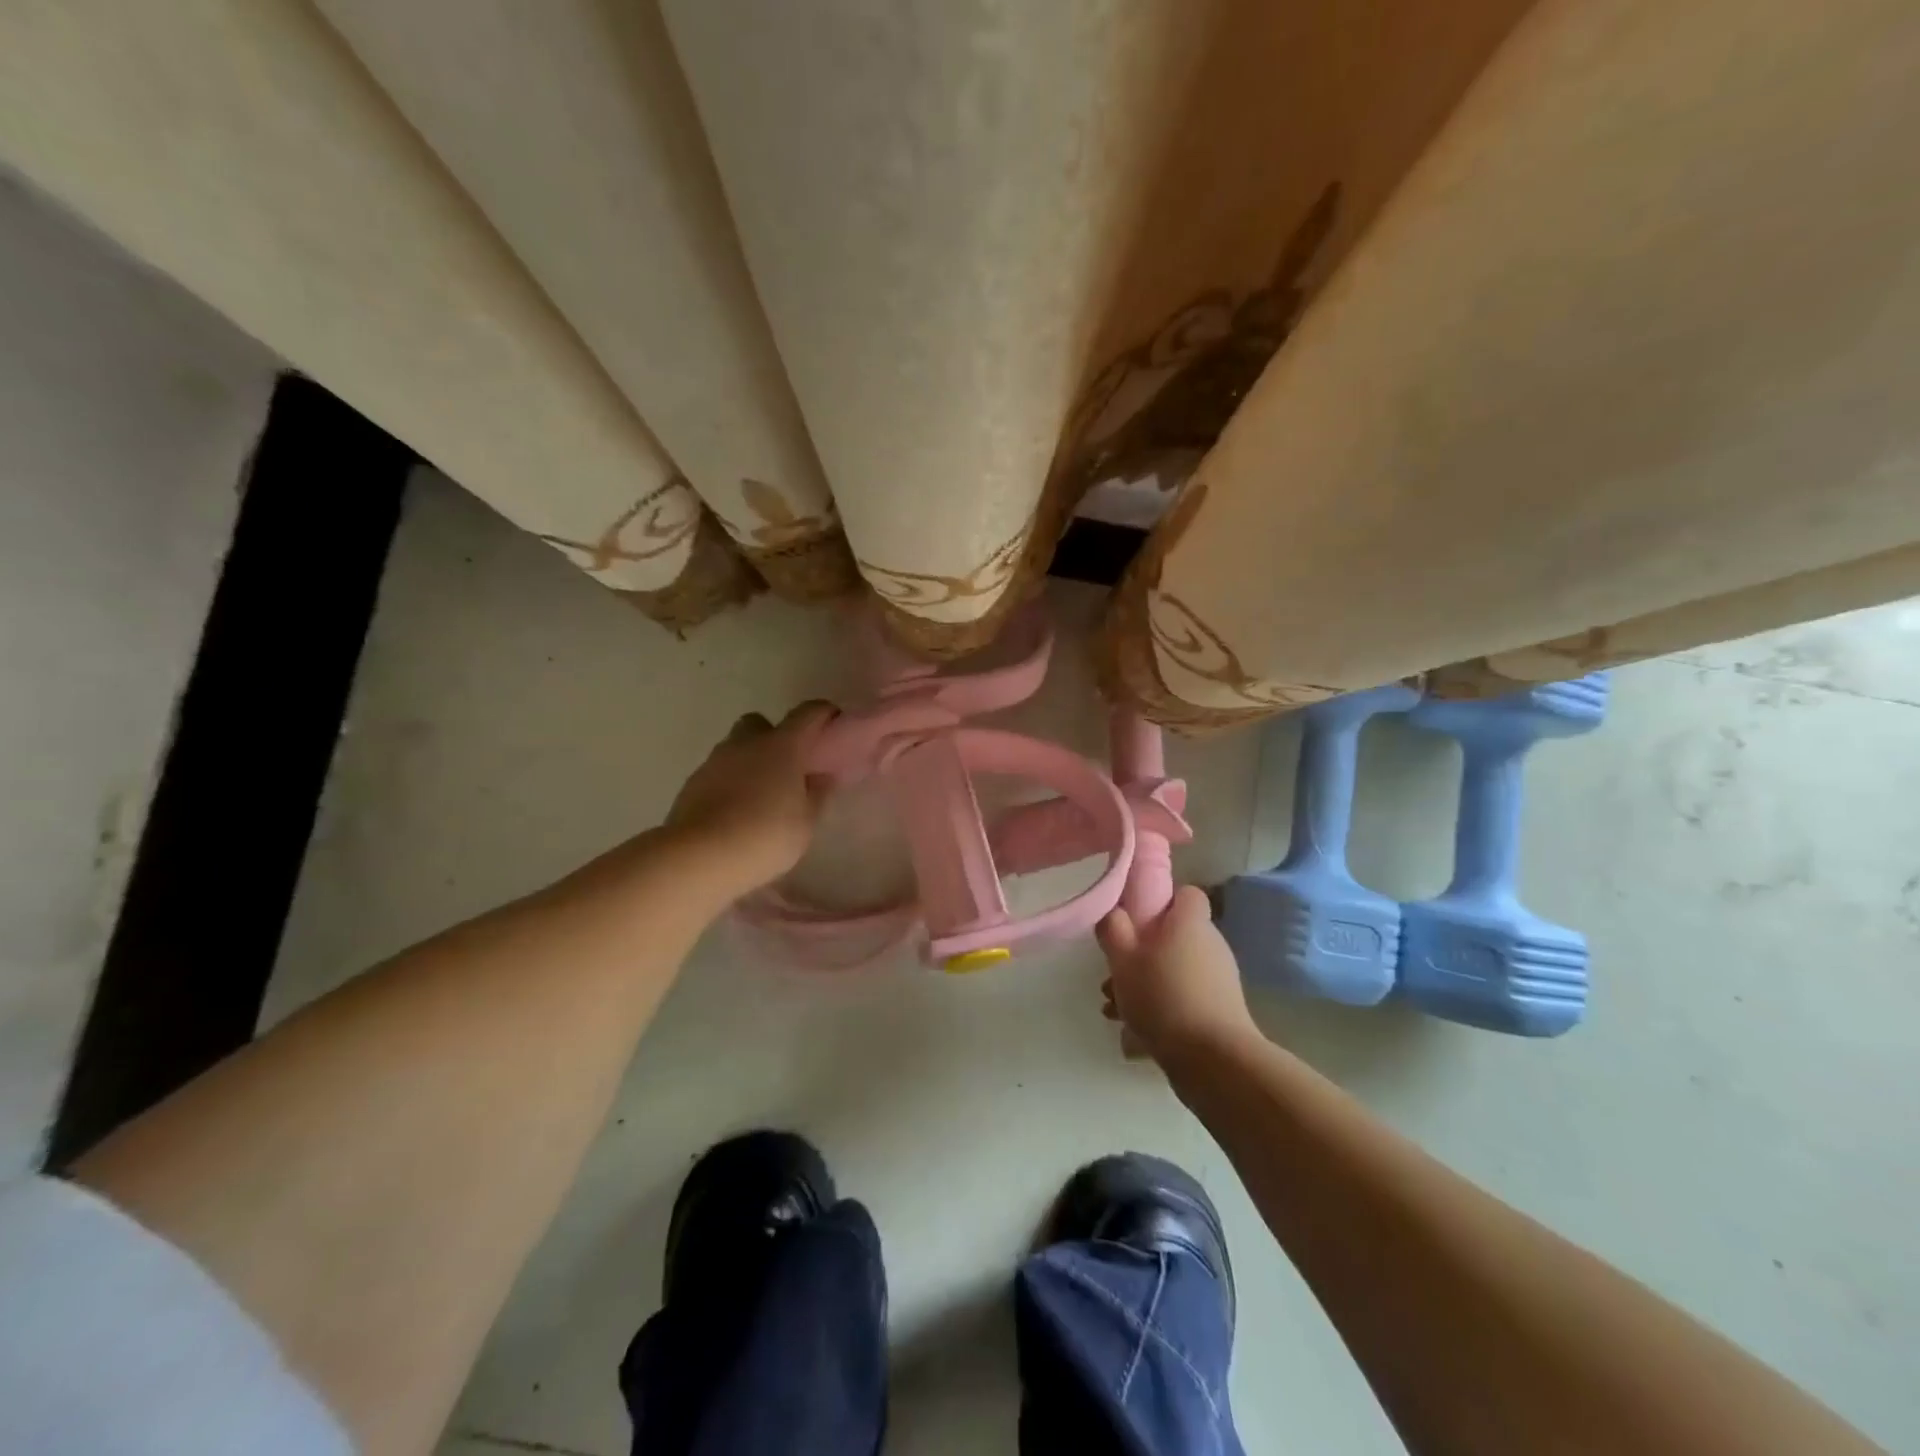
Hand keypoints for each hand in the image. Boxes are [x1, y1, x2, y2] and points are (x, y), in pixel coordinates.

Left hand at [666, 701, 836, 895]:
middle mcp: (747, 743)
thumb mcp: (805, 822)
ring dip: (750, 762)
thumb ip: (817, 795)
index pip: (807, 714)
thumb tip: (821, 776)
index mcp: (782, 746)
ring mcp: (715, 761)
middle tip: (788, 766)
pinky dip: (730, 783)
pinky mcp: (692, 783)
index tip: (833, 725)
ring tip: (761, 796)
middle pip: (761, 723)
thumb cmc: (765, 836)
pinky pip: (718, 773)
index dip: (823, 714)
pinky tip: (736, 812)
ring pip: (736, 749)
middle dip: (774, 737)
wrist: (699, 857)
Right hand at [1096, 885, 1259, 1063]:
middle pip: (1174, 935)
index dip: (1162, 900)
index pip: (1186, 894)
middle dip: (1142, 951)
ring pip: (1175, 968)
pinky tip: (1135, 1030)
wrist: (1213, 1059)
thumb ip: (1113, 929)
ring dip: (1147, 982)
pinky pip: (1185, 996)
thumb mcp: (1122, 959)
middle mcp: (1211, 944)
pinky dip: (1163, 1005)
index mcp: (1190, 923)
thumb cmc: (1163, 996)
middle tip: (1115, 972)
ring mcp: (1219, 979)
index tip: (1137, 918)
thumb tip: (1114, 912)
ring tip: (1115, 1008)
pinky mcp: (1221, 1010)